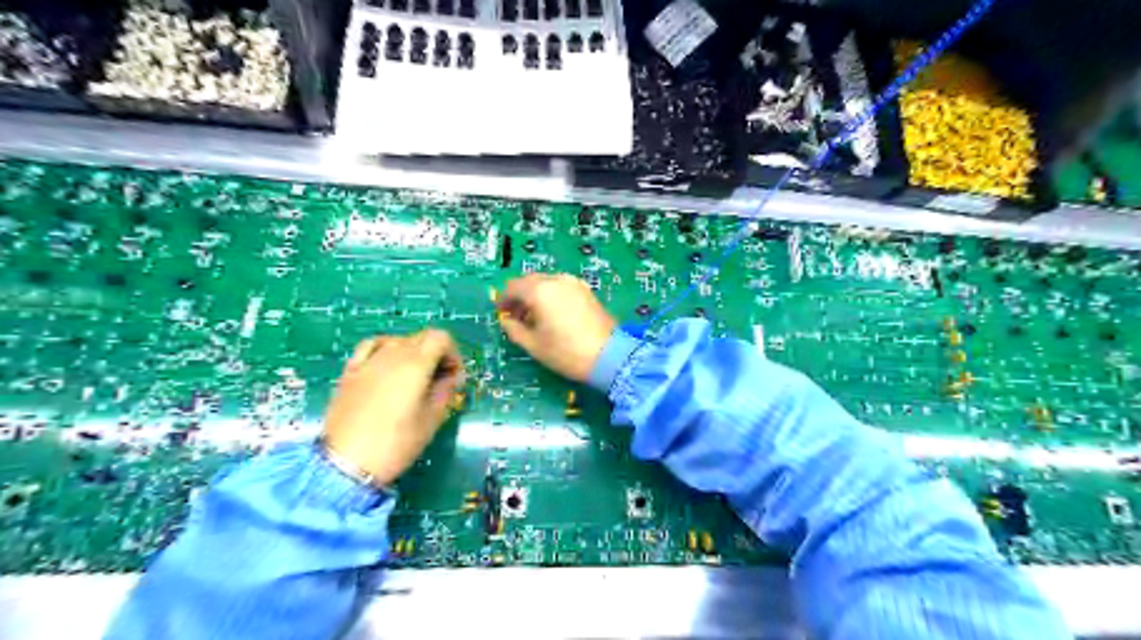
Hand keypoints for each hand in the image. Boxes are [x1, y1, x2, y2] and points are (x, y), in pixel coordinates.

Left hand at [321, 329, 462, 484]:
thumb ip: (445, 391)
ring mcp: (368, 361)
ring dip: (413, 353)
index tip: (454, 377)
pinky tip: (387, 366)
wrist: (345, 464)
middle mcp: (392, 354)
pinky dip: (386, 350)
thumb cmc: (395, 444)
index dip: (453, 353)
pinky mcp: (350, 371)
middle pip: (421, 337)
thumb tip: (450, 377)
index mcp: (415, 364)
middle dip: (436, 354)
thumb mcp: (431, 420)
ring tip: (414, 378)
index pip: (441, 338)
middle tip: (439, 381)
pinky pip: (372, 346)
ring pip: (398, 341)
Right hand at [492, 273, 614, 382]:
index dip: (503, 299)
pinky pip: (561, 287)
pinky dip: (550, 295)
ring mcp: (574, 283)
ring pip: (546, 282)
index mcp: (540, 291)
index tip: (500, 312)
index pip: (513, 287)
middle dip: (519, 295)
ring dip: (535, 294)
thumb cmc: (566, 352)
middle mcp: (556, 280)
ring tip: (533, 317)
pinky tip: (551, 314)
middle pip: (529, 281)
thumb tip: (506, 319)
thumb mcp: (533, 344)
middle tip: (514, 315)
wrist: (609, 356)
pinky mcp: (586, 291)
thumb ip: (513, 328)